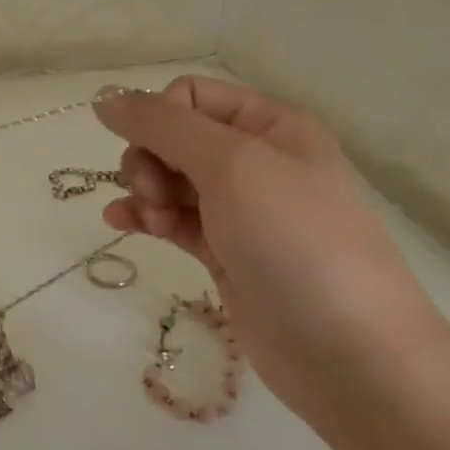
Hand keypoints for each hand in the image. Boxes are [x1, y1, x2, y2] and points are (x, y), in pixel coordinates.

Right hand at [94, 76, 449, 424]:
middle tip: (155, 196)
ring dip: (144, 191)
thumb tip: (103, 97)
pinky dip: (144, 216)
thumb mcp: (232, 166)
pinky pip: (172, 219)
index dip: (158, 119)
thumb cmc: (295, 242)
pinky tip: (120, 224)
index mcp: (269, 125)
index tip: (154, 156)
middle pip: (173, 137)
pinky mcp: (225, 252)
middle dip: (149, 161)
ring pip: (168, 178)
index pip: (189, 96)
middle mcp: (256, 160)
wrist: (347, 352)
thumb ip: (162, 125)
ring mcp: (240, 210)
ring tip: (149, 220)